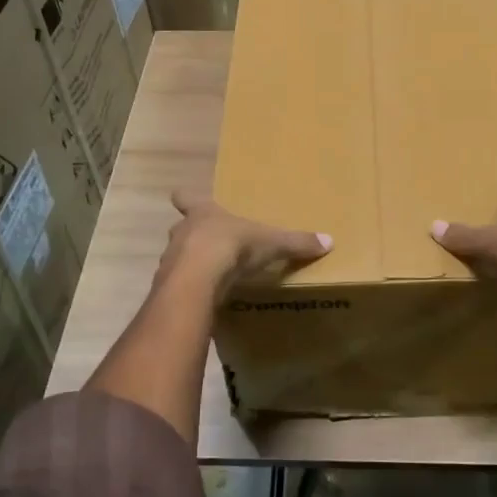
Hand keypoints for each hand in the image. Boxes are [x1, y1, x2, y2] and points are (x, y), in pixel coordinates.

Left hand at [162, 190, 331, 298]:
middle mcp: (182, 231)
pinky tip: (202, 298)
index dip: (186, 198)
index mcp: (203, 213)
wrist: (197, 279)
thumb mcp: (270, 243)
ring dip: (188, 265)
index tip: (183, 198)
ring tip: (208, 276)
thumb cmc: (232, 247)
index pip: (186, 198)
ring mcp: (170, 259)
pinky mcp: (168, 286)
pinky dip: (188, 290)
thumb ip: (296, 242)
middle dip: (192, 236)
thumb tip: (329, 241)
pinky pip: (177, 285)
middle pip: (181, 228)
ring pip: (176, 257)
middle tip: (209, 245)